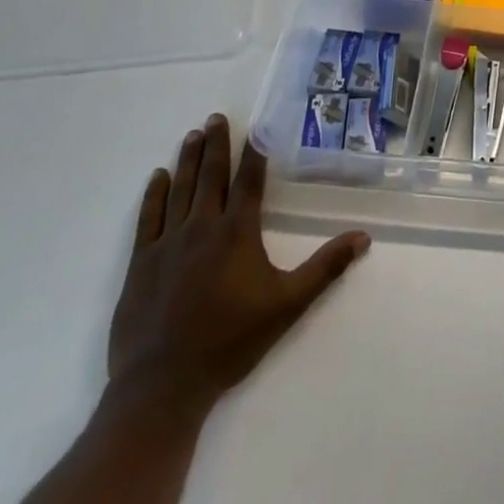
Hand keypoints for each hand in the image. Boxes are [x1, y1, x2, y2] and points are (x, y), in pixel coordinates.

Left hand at [107, 115, 369, 410]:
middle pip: (211, 176)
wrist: (162, 386)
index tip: (255, 127)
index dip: (253, 152)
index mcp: (237, 232)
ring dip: (189, 160)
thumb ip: (325, 268)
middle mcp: (202, 227)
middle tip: (216, 117)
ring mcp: (167, 243)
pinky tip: (158, 176)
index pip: (248, 180)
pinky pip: (147, 218)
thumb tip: (363, 237)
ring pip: (180, 189)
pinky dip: (154, 194)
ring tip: (193, 135)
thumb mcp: (287, 305)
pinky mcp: (140, 264)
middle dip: (216, 144)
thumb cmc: (230, 342)